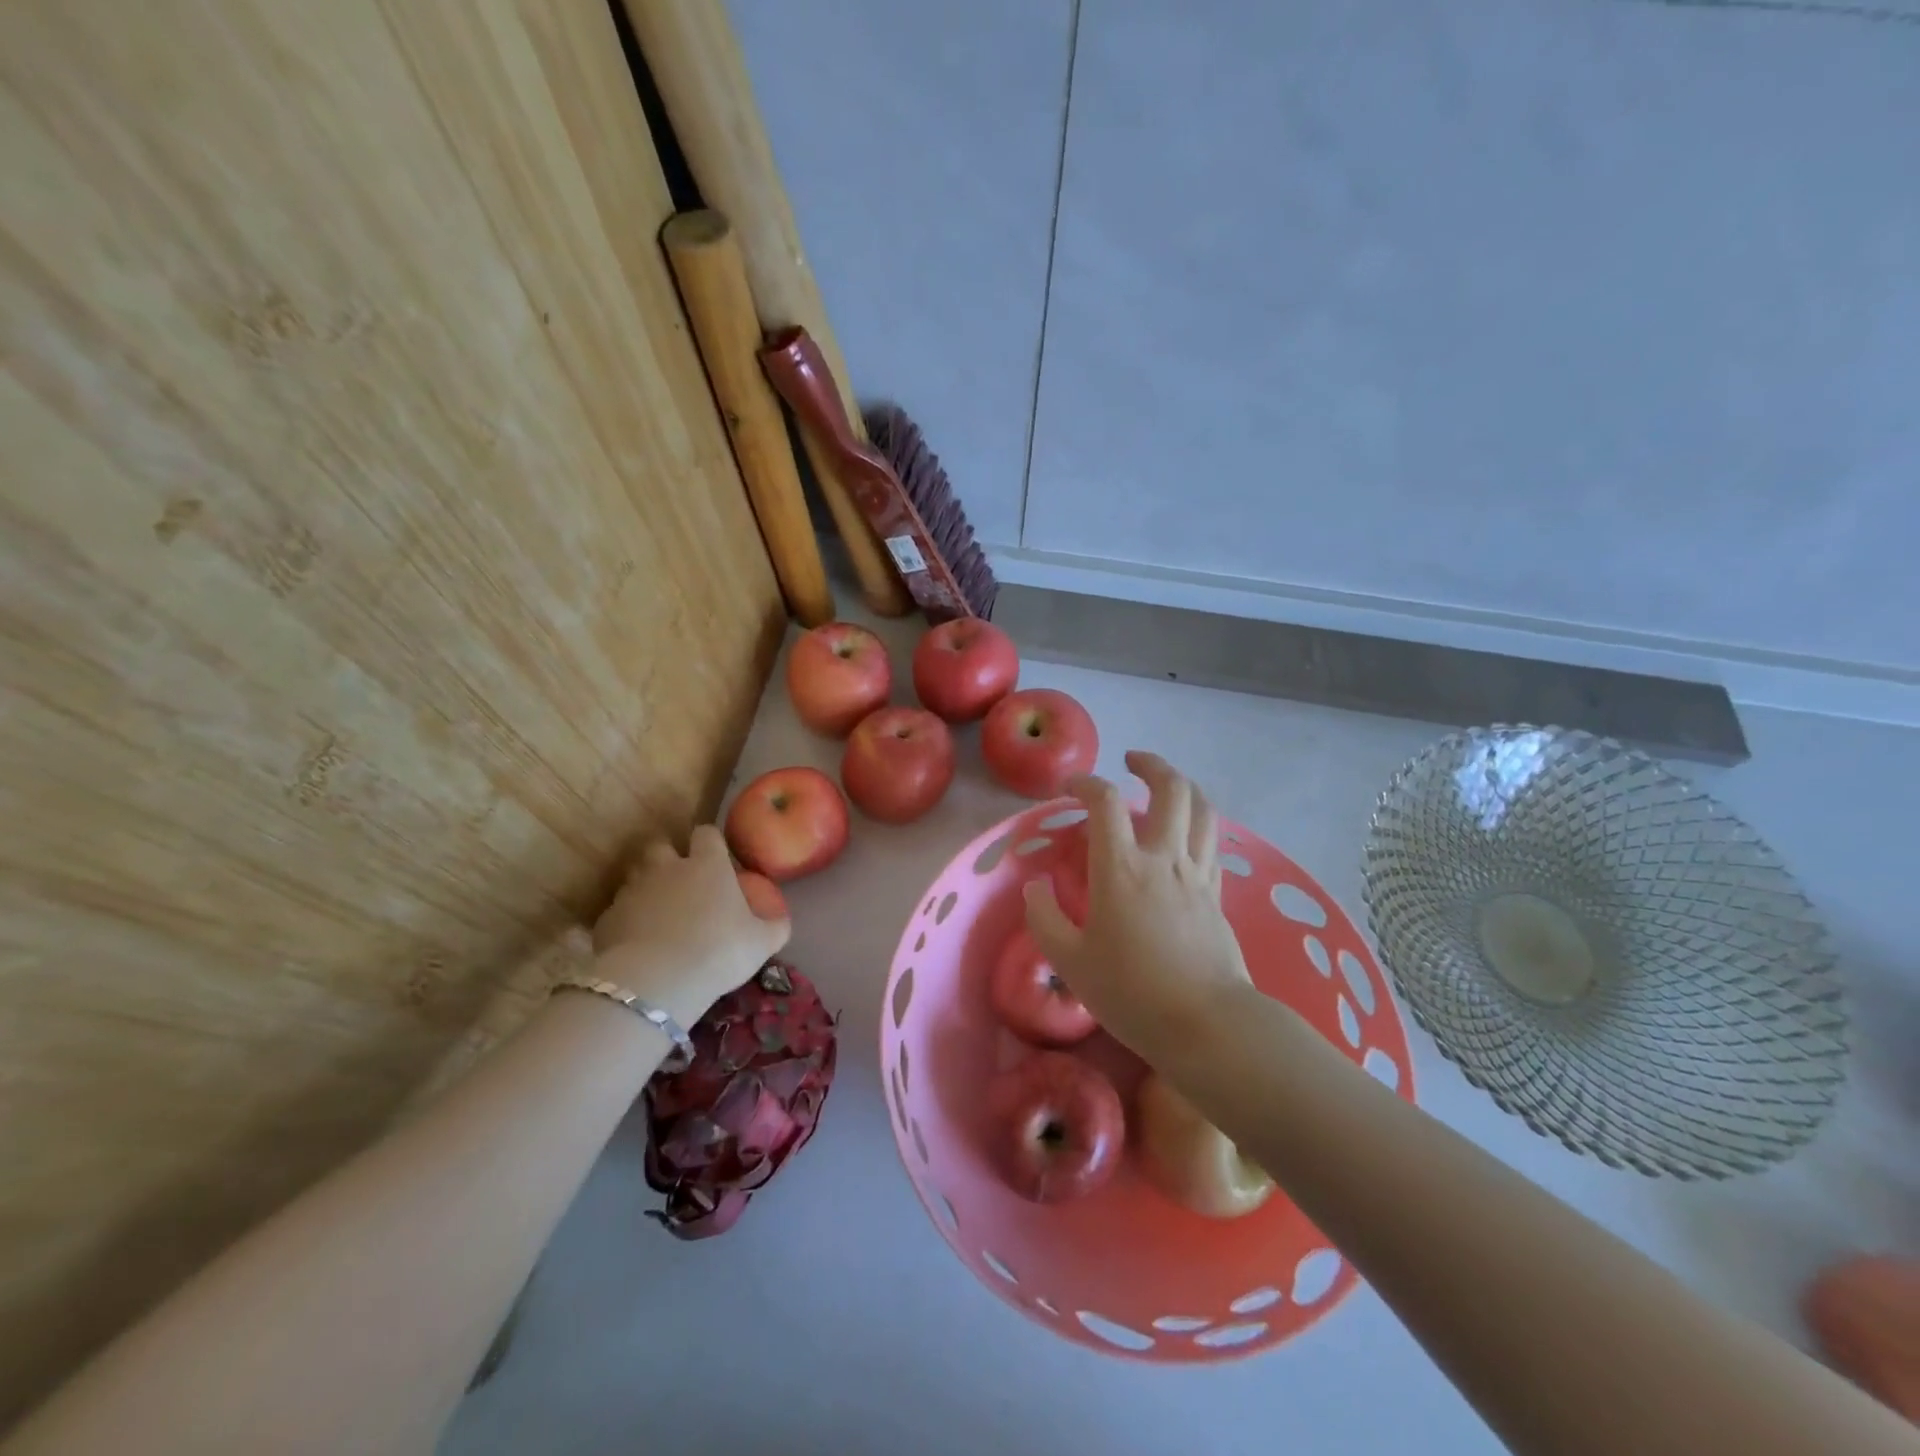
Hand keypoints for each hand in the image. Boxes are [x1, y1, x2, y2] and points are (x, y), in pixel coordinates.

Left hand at [591, 825, 788, 1032]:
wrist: (657, 982)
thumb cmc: (719, 951)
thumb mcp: (762, 942)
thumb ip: (775, 926)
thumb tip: (782, 920)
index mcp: (707, 865)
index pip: (706, 833)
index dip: (710, 843)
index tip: (716, 858)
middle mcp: (667, 868)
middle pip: (660, 845)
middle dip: (667, 857)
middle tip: (679, 881)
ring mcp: (632, 891)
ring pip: (634, 876)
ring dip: (644, 888)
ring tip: (657, 913)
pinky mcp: (607, 919)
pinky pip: (617, 912)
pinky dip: (626, 921)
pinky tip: (637, 943)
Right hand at [1023, 752, 1251, 1061]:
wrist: (1207, 1026)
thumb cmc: (1132, 993)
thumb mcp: (1071, 962)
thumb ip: (1045, 918)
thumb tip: (1037, 886)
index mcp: (1122, 869)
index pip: (1104, 802)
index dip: (1084, 783)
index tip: (1068, 789)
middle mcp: (1164, 859)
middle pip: (1171, 789)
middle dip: (1151, 765)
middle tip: (1130, 761)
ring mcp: (1197, 874)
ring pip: (1202, 809)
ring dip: (1183, 785)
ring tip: (1164, 784)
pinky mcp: (1217, 894)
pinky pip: (1213, 842)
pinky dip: (1199, 823)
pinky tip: (1186, 833)